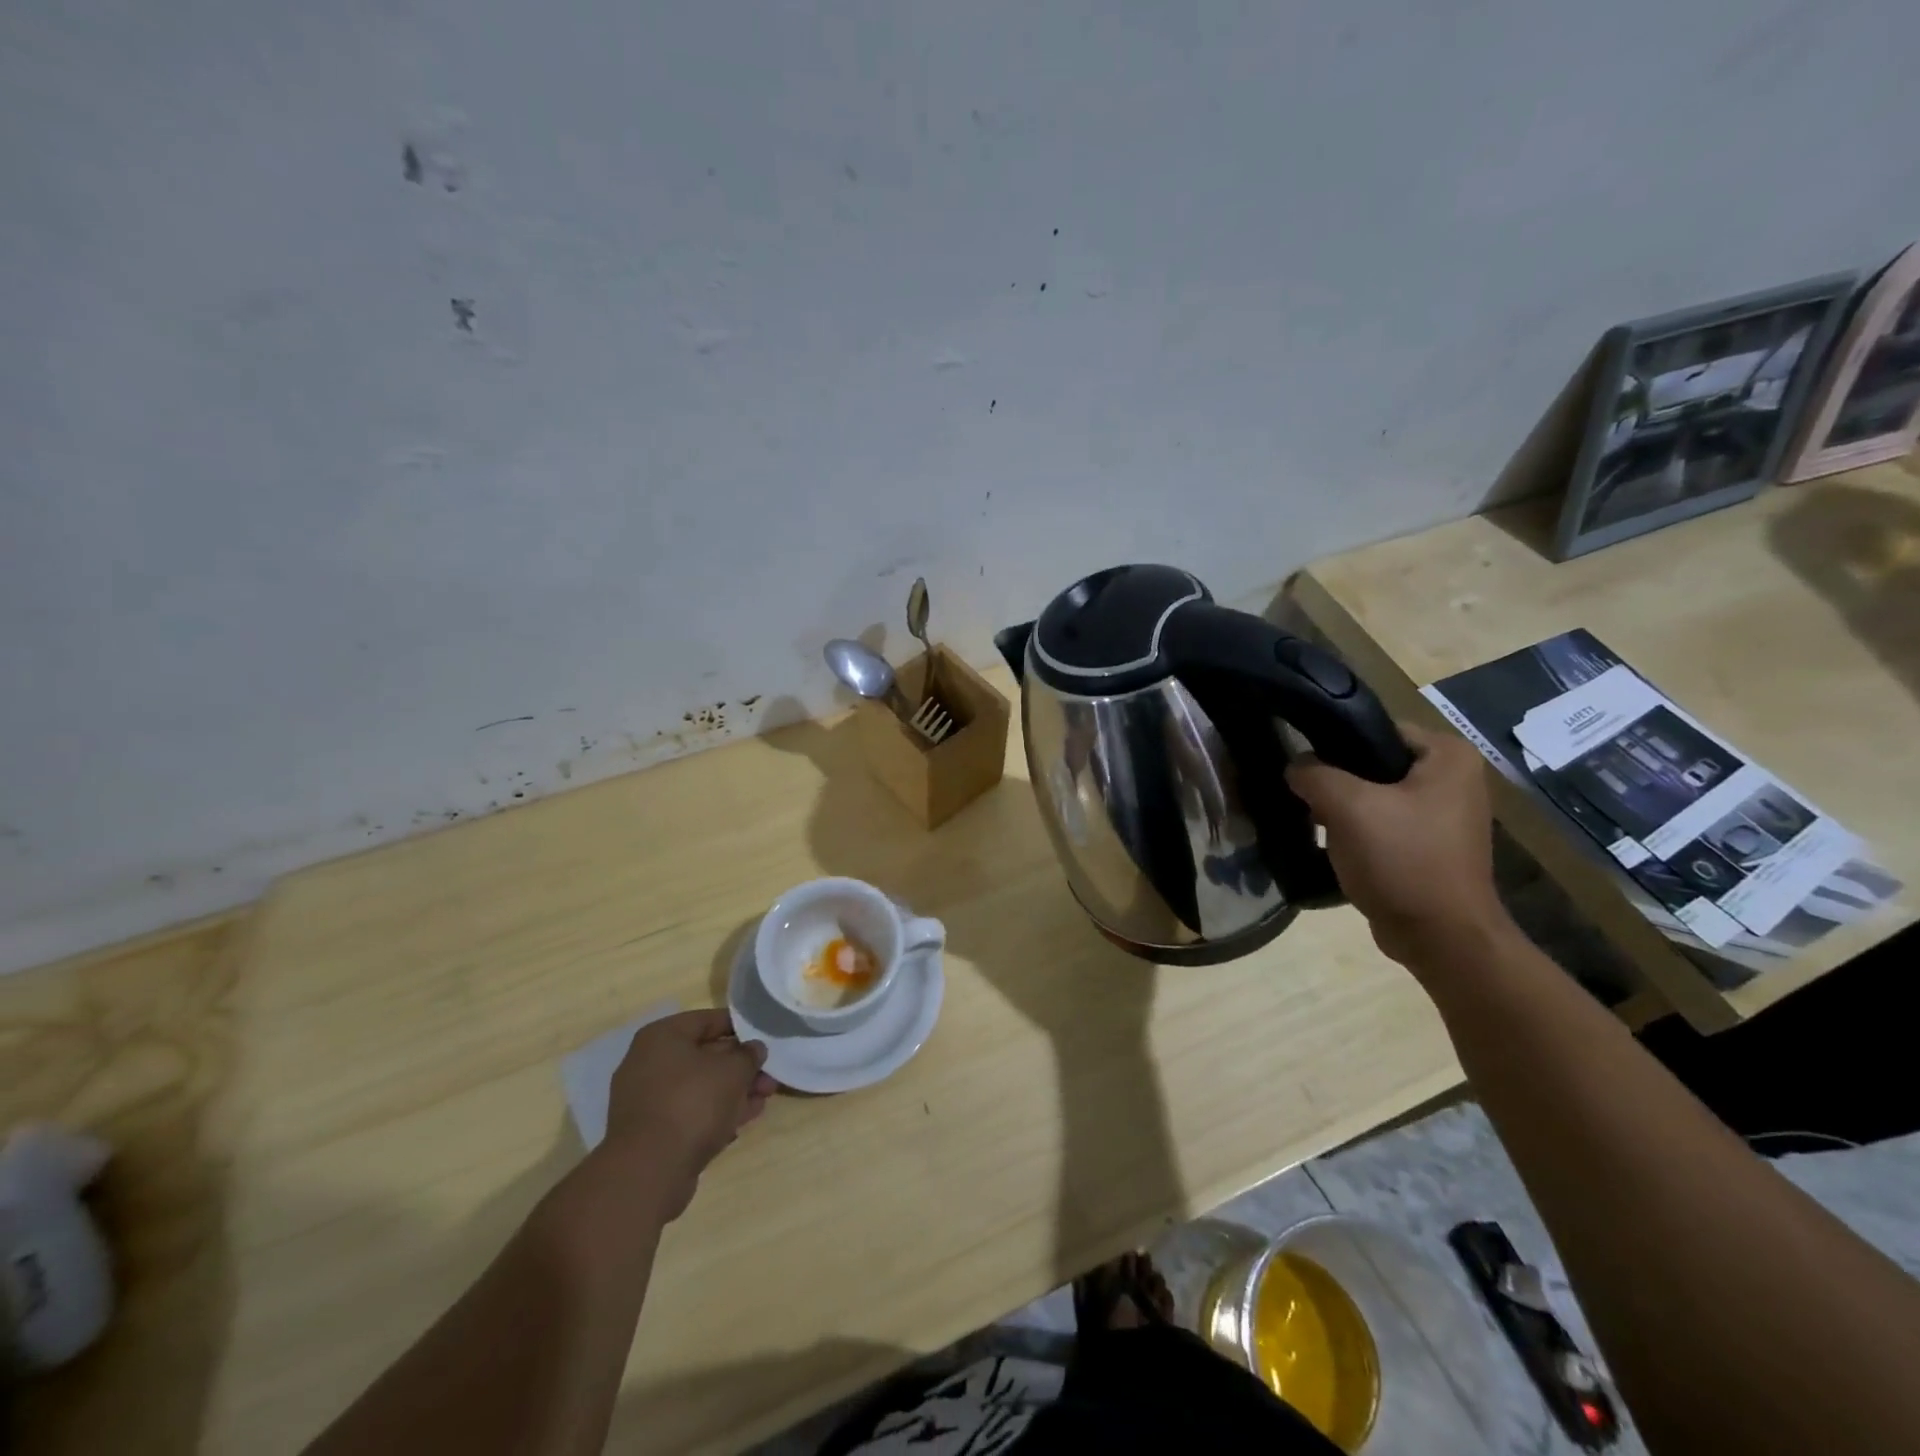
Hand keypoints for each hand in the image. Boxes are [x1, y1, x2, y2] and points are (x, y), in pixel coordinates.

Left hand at [602, 1009, 775, 1219]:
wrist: (649, 1171)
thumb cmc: (692, 1103)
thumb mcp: (733, 1071)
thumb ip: (749, 1055)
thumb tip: (754, 1049)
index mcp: (662, 1037)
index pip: (707, 1020)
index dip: (739, 1027)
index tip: (763, 1038)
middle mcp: (648, 1063)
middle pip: (704, 1057)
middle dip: (740, 1067)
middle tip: (768, 1077)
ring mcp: (646, 1100)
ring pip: (698, 1088)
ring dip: (732, 1092)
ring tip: (763, 1100)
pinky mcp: (650, 1133)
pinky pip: (688, 1113)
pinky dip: (714, 1114)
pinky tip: (741, 1122)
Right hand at [1285, 723, 1510, 966]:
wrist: (1441, 938)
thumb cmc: (1403, 860)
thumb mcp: (1347, 806)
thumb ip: (1313, 773)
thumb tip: (1294, 766)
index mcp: (1447, 756)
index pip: (1375, 728)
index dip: (1333, 742)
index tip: (1300, 762)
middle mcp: (1453, 780)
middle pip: (1373, 763)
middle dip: (1335, 778)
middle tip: (1301, 794)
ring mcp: (1443, 816)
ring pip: (1374, 796)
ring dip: (1341, 808)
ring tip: (1310, 819)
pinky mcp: (1429, 848)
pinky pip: (1381, 824)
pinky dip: (1355, 831)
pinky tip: (1331, 845)